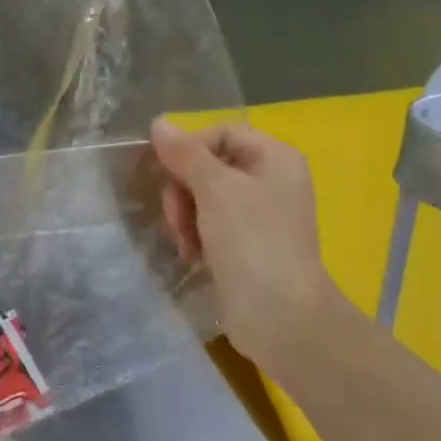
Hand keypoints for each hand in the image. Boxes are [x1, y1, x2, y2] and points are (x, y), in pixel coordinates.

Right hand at [150, 118, 343, 364]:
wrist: (281, 318)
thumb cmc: (252, 242)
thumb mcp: (215, 189)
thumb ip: (185, 154)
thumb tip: (158, 123)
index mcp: (275, 158)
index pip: (220, 134)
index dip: (190, 149)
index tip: (168, 174)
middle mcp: (271, 181)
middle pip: (209, 166)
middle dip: (184, 189)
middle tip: (176, 217)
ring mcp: (260, 216)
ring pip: (204, 198)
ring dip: (186, 216)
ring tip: (185, 242)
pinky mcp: (247, 246)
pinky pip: (211, 225)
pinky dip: (196, 236)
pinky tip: (192, 254)